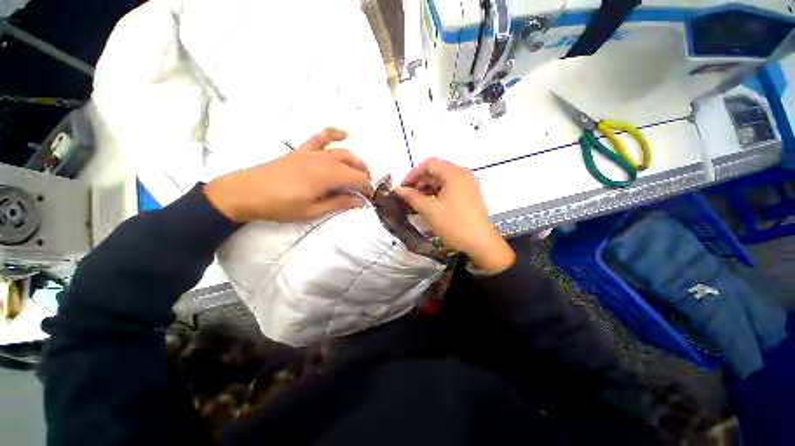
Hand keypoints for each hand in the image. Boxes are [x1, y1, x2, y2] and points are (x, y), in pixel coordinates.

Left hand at [204, 128, 372, 222]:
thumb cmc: (281, 206)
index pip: (357, 179)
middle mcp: (324, 161)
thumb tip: (361, 201)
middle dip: (364, 175)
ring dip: (356, 160)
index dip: (367, 187)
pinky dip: (333, 134)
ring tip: (362, 169)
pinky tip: (344, 133)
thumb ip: (339, 203)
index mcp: (327, 177)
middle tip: (367, 187)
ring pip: (342, 152)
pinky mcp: (302, 151)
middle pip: (352, 165)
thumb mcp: (312, 210)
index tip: (371, 197)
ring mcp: (312, 153)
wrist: (247, 192)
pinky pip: (320, 138)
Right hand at [394, 158, 514, 273]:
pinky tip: (428, 205)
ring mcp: (468, 186)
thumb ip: (412, 197)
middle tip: (408, 196)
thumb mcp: (430, 210)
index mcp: (455, 174)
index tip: (403, 187)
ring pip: (442, 181)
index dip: (413, 174)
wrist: (480, 244)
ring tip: (416, 202)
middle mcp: (463, 175)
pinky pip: (449, 189)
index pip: (429, 164)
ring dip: (427, 189)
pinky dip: (437, 194)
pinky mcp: (469, 196)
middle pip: (436, 171)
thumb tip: (397, 189)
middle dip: (420, 182)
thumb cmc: (454, 224)